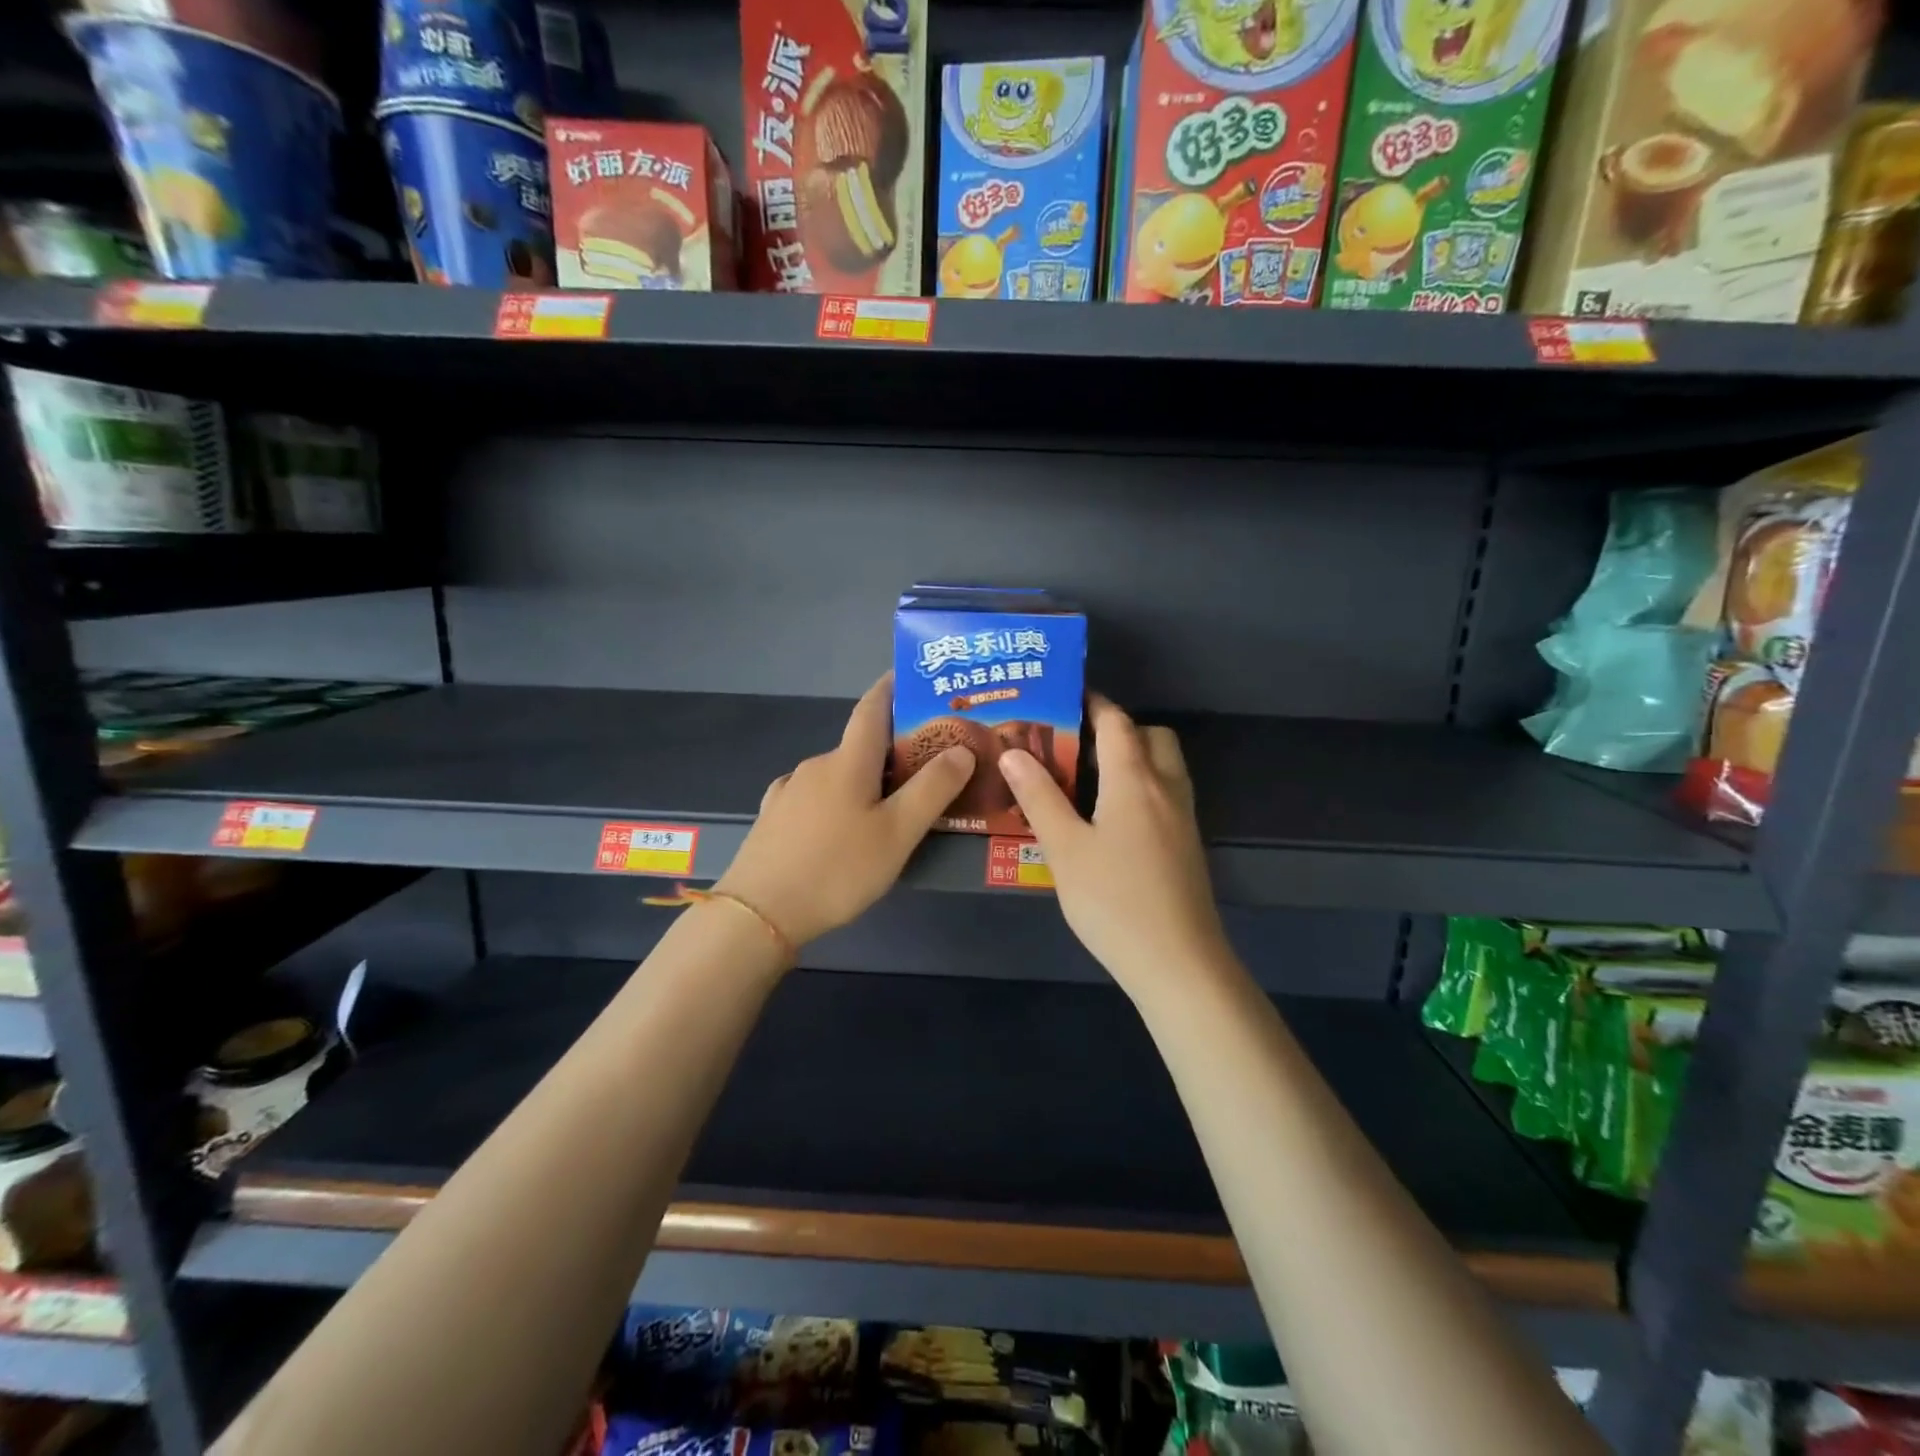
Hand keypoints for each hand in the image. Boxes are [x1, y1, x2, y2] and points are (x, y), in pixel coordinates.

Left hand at [715, 673, 973, 947]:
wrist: (759, 914)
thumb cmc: (837, 868)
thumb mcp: (898, 833)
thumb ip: (933, 789)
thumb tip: (961, 748)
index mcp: (848, 761)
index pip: (872, 707)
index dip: (892, 687)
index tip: (911, 675)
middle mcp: (816, 765)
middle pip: (860, 746)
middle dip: (892, 749)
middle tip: (926, 768)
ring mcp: (789, 791)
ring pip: (838, 775)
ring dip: (865, 780)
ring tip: (890, 808)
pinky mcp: (774, 817)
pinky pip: (816, 798)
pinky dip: (838, 801)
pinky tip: (844, 830)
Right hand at [999, 696, 1230, 996]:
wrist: (1178, 962)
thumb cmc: (1114, 901)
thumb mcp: (1064, 849)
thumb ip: (1039, 797)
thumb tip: (1013, 752)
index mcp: (1134, 780)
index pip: (1116, 722)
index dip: (1091, 703)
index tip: (1061, 697)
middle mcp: (1166, 788)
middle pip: (1150, 736)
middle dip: (1116, 729)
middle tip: (1074, 745)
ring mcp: (1182, 817)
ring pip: (1163, 765)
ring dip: (1132, 757)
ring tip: (1086, 779)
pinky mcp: (1186, 844)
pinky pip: (1165, 794)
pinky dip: (1140, 786)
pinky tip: (1108, 818)